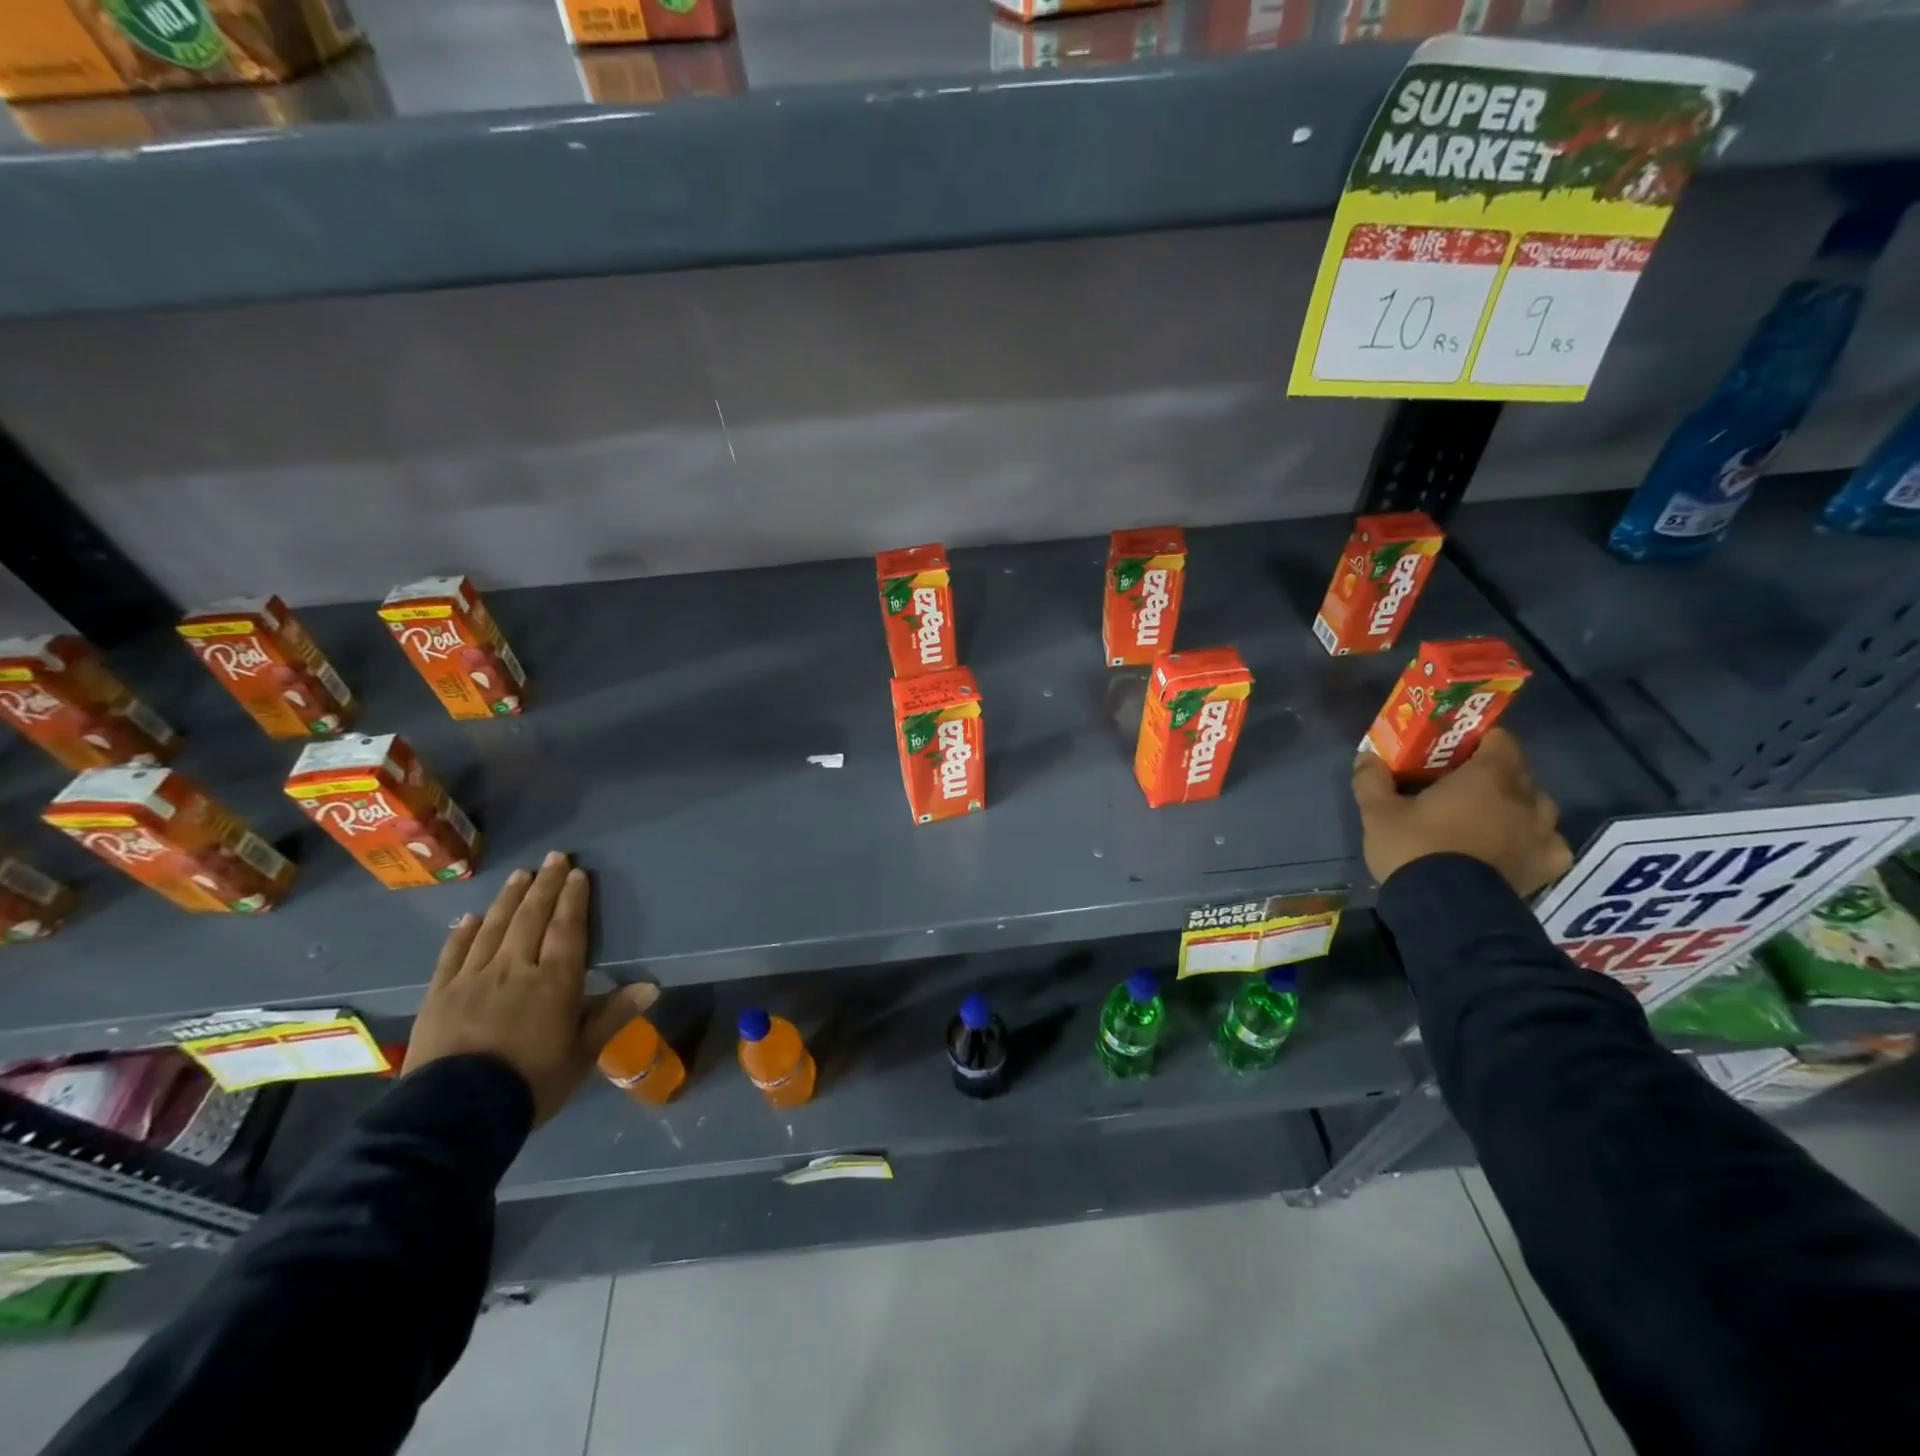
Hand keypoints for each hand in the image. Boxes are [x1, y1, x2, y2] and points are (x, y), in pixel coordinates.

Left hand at [405, 852, 656, 1124]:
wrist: (455, 1115)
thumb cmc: (531, 1084)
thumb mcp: (582, 1056)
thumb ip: (613, 1015)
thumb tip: (652, 985)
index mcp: (554, 981)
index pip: (567, 929)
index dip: (573, 899)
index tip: (577, 873)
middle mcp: (514, 968)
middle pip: (532, 918)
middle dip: (545, 885)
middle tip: (553, 858)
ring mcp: (473, 978)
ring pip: (494, 927)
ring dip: (509, 899)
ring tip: (520, 875)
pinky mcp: (439, 994)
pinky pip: (453, 953)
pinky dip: (463, 932)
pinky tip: (470, 916)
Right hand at [1351, 727, 1572, 896]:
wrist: (1446, 908)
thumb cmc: (1414, 848)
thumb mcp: (1378, 812)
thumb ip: (1372, 780)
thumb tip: (1366, 756)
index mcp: (1488, 776)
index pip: (1501, 740)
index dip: (1480, 741)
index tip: (1456, 751)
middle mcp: (1525, 798)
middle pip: (1519, 773)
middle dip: (1495, 774)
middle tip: (1462, 786)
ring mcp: (1543, 834)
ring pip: (1538, 807)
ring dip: (1517, 806)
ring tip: (1487, 818)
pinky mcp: (1548, 866)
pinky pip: (1549, 843)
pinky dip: (1533, 841)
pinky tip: (1512, 849)